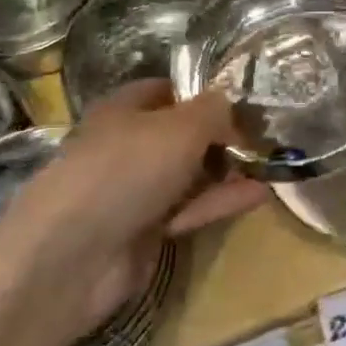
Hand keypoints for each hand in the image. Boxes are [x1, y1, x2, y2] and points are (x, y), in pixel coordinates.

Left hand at [0, 82, 269, 345]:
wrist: (72, 255)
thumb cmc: (126, 170)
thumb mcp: (182, 126)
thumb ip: (215, 110)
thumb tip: (233, 104)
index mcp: (125, 108)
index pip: (168, 90)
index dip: (204, 91)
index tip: (244, 99)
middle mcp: (128, 145)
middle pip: (182, 134)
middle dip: (222, 135)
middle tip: (267, 135)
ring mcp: (135, 190)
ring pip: (189, 173)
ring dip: (227, 170)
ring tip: (272, 165)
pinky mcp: (145, 230)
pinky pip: (190, 209)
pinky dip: (221, 201)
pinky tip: (259, 194)